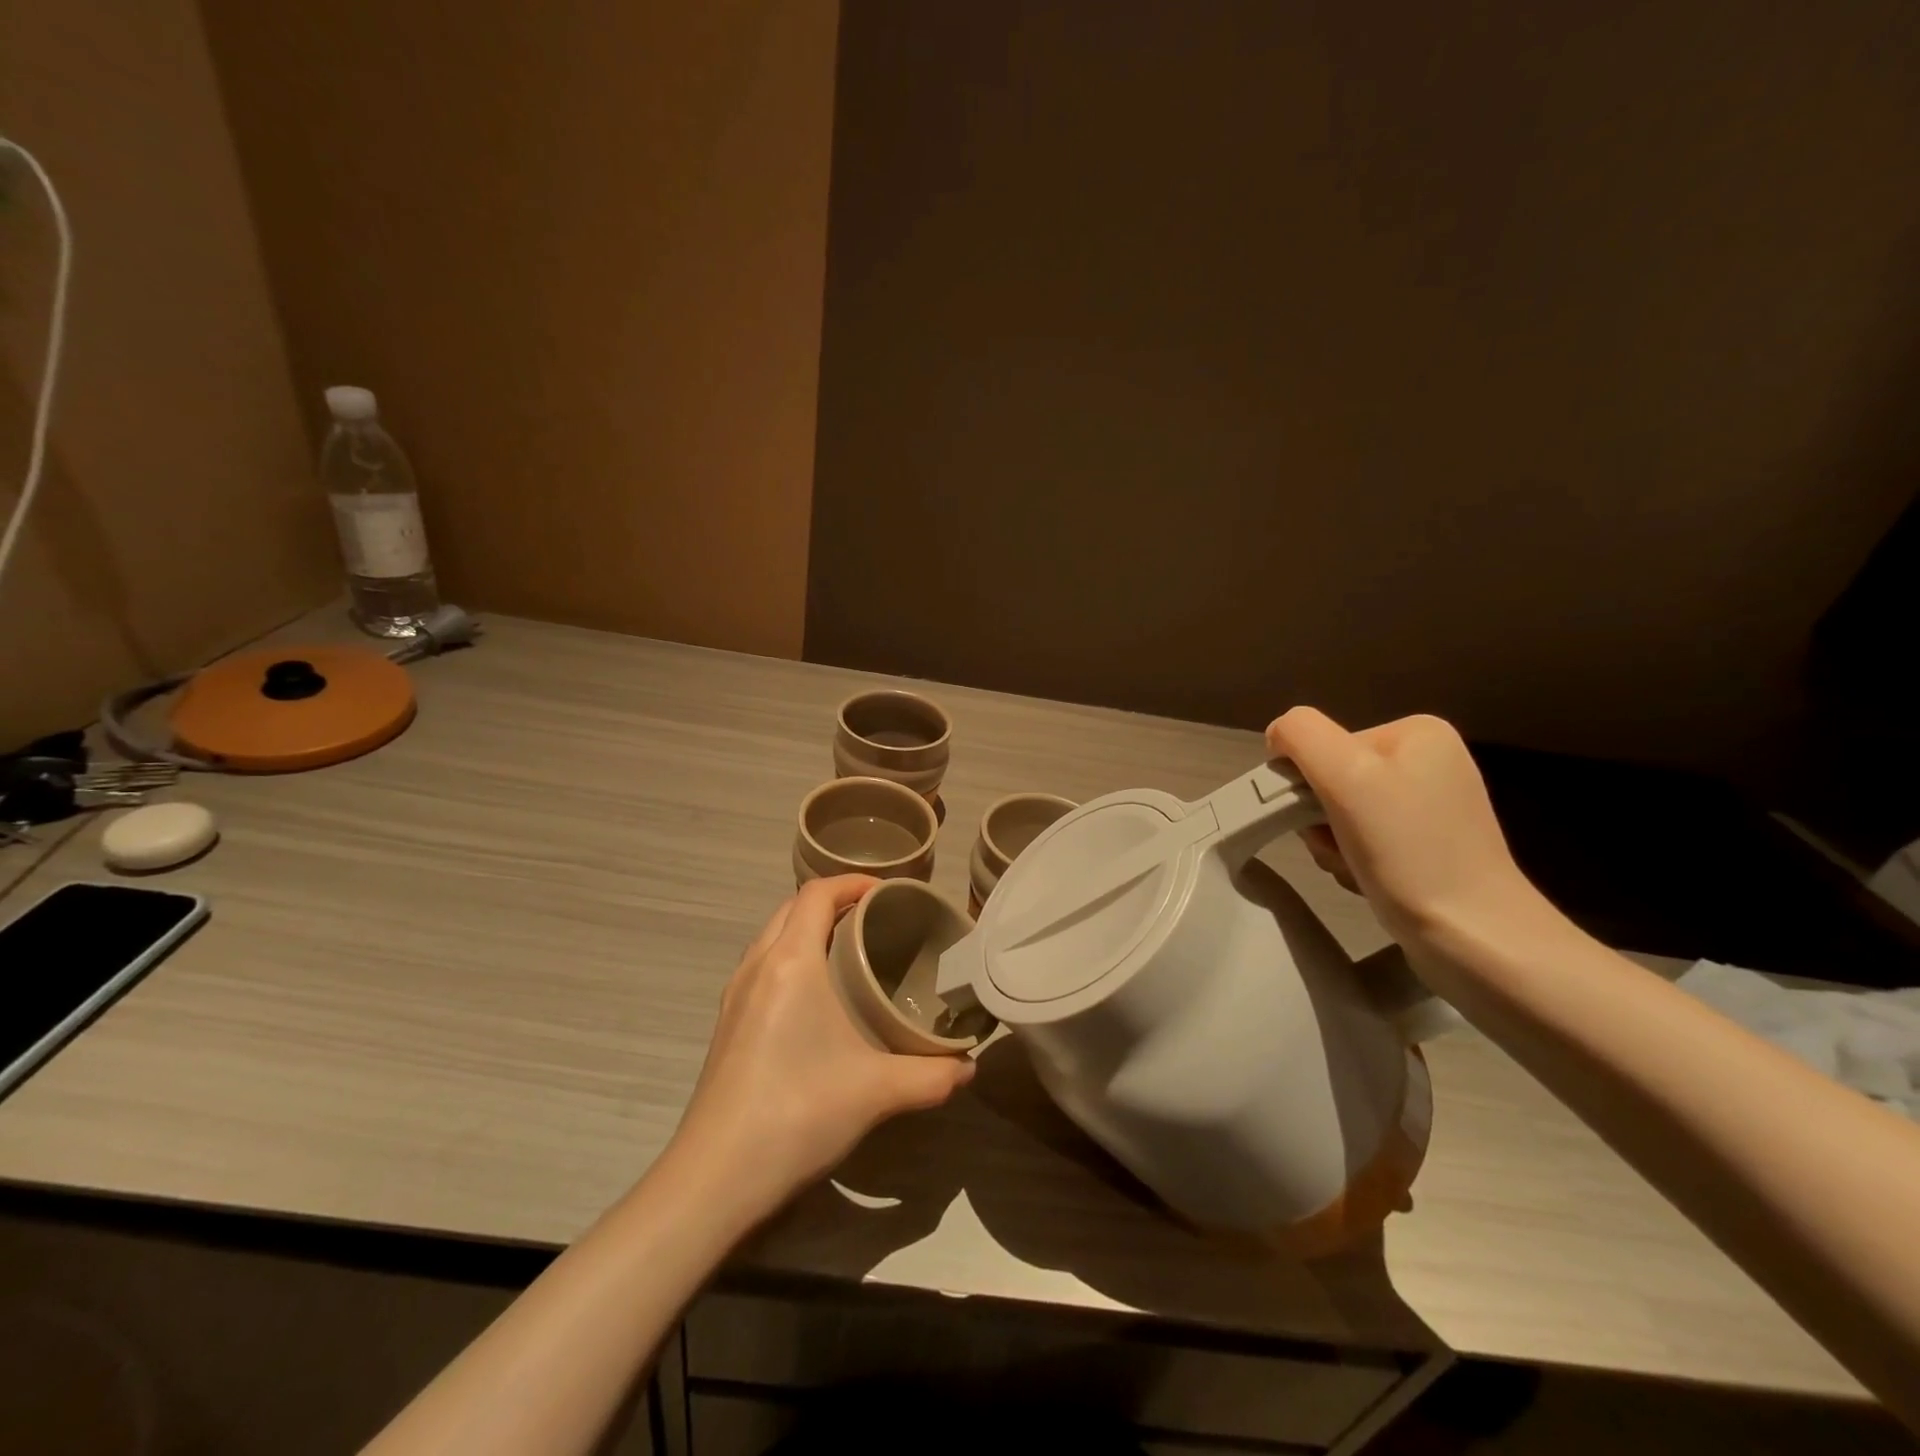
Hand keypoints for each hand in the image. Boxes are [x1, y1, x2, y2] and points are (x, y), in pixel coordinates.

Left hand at [667, 875, 974, 1222]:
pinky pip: (762, 966)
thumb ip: (933, 1075)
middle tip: (875, 921)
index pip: (816, 893)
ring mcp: (735, 995)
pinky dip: (790, 958)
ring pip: (772, 936)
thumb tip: (969, 1067)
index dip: (853, 882)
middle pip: (792, 907)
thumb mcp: (877, 1092)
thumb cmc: (797, 1113)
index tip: (889, 893)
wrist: (714, 1178)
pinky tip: (816, 999)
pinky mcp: (726, 1024)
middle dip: (833, 902)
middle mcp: (757, 965)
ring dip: (807, 929)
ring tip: (849, 952)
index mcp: (790, 961)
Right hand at [1265, 707, 1533, 943]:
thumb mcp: (1345, 774)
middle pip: (1331, 779)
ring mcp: (1431, 807)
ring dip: (1333, 845)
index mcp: (1416, 732)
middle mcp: (1429, 761)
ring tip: (1356, 869)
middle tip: (1338, 850)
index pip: (1322, 745)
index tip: (1321, 820)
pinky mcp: (1429, 847)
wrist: (1475, 939)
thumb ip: (1301, 735)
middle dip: (1320, 820)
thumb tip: (1278, 736)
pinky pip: (1364, 841)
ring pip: (1341, 814)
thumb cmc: (1409, 851)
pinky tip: (1369, 881)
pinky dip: (1354, 862)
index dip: (1307, 783)